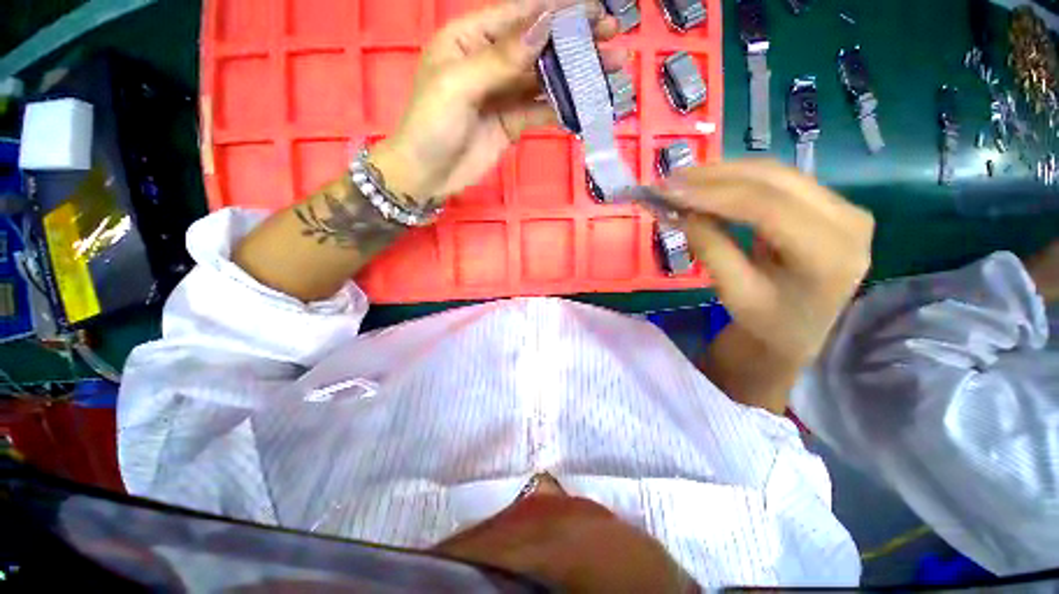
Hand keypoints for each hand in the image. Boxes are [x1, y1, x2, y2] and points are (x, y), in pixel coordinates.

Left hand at [369, 0, 625, 202]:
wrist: (427, 176)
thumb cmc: (431, 125)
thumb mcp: (458, 86)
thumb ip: (501, 59)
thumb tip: (544, 26)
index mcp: (470, 38)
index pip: (520, 14)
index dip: (558, 10)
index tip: (595, 10)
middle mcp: (491, 60)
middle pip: (539, 45)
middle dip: (576, 40)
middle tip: (614, 38)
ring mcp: (504, 94)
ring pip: (545, 78)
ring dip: (576, 74)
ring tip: (611, 69)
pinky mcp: (512, 122)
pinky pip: (541, 110)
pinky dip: (563, 107)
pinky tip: (586, 104)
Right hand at [662, 161, 874, 367]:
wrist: (803, 332)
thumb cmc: (769, 323)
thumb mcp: (735, 293)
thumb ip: (711, 249)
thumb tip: (682, 212)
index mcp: (829, 254)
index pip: (767, 207)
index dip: (713, 194)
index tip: (667, 191)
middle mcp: (848, 219)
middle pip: (774, 179)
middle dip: (714, 176)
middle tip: (668, 181)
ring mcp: (843, 206)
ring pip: (775, 173)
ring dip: (723, 174)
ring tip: (681, 181)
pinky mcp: (829, 202)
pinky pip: (778, 180)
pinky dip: (737, 180)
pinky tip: (708, 185)